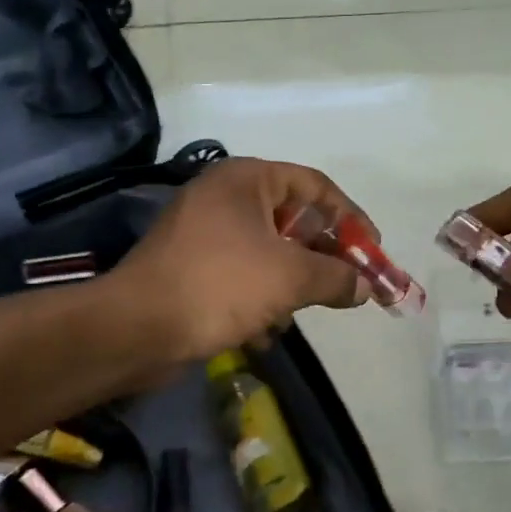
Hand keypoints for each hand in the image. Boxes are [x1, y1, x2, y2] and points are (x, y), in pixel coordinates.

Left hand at [114, 157, 372, 363]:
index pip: (314, 186)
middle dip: (322, 258)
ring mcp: (204, 233)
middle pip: (293, 221)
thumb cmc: (220, 285)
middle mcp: (224, 197)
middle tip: (349, 285)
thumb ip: (336, 277)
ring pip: (269, 253)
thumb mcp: (290, 277)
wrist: (136, 329)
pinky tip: (262, 332)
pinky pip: (242, 276)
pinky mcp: (192, 268)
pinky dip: (258, 301)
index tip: (373, 250)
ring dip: (290, 286)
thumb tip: (364, 287)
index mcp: (246, 179)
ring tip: (296, 313)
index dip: (350, 218)